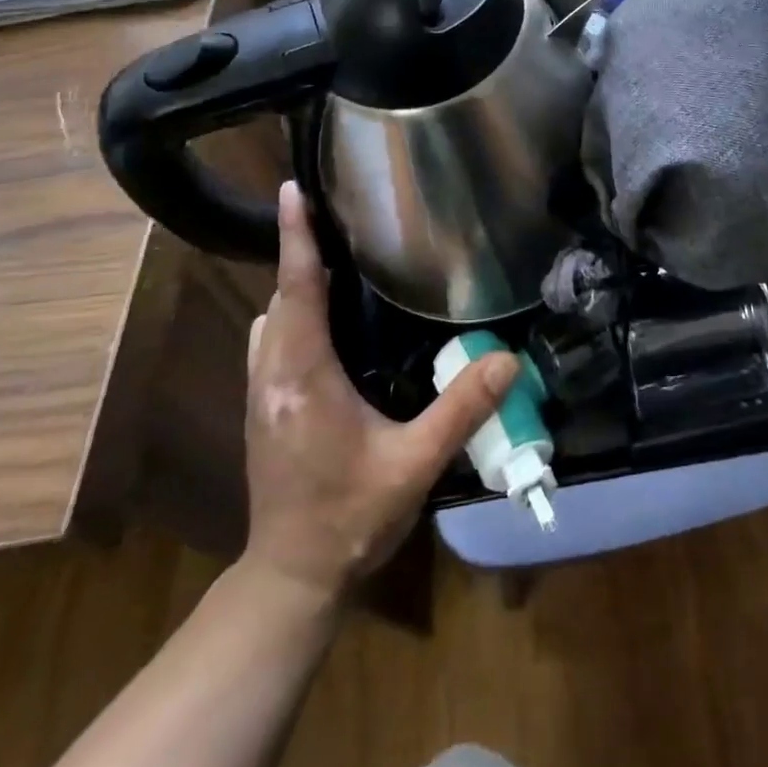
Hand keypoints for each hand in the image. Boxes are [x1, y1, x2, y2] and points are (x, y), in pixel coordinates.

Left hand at [240, 182, 517, 597]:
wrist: (293, 576)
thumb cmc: (352, 516)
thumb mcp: (415, 464)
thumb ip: (462, 409)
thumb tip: (508, 359)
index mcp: (303, 377)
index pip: (298, 291)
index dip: (297, 238)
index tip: (292, 191)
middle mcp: (272, 376)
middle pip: (281, 297)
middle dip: (300, 251)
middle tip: (333, 215)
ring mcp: (259, 394)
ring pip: (270, 319)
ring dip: (294, 285)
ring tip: (335, 261)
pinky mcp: (261, 409)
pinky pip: (270, 341)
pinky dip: (290, 313)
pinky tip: (324, 322)